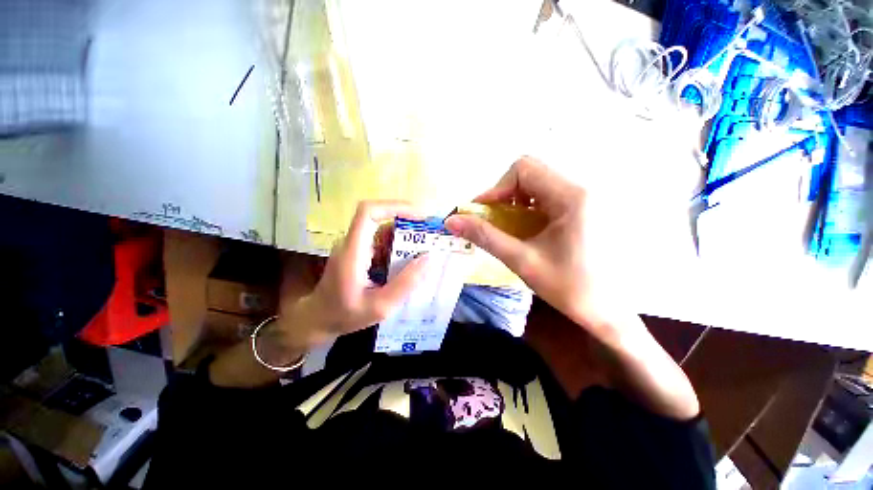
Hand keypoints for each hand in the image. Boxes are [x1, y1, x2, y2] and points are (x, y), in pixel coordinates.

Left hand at [276, 200, 429, 350]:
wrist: (318, 320)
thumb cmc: (345, 315)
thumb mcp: (380, 307)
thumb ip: (405, 283)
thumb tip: (429, 258)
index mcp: (352, 251)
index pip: (368, 212)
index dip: (395, 206)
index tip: (419, 215)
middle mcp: (352, 242)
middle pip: (379, 217)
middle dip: (407, 221)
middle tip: (430, 234)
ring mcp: (354, 245)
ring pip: (382, 229)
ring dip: (405, 234)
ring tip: (426, 247)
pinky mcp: (359, 251)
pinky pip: (381, 241)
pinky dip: (398, 245)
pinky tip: (411, 259)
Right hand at [444, 157, 608, 331]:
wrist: (611, 313)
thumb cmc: (570, 289)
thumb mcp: (522, 261)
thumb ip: (485, 237)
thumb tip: (451, 221)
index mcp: (574, 197)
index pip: (524, 169)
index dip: (497, 188)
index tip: (483, 213)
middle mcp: (586, 188)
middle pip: (533, 173)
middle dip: (507, 194)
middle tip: (496, 220)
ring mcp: (592, 196)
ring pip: (542, 182)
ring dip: (518, 200)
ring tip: (512, 226)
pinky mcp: (591, 207)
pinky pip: (553, 194)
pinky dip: (532, 207)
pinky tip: (531, 229)